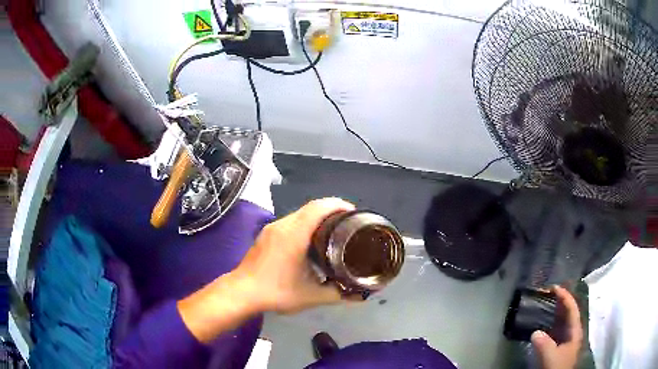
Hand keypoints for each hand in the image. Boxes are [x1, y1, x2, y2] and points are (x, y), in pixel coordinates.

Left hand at [235, 198, 354, 312]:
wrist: (242, 292)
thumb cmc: (276, 292)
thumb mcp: (311, 296)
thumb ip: (338, 294)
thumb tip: (359, 295)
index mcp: (294, 234)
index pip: (319, 207)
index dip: (338, 205)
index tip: (353, 214)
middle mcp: (282, 225)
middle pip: (310, 207)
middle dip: (331, 210)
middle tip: (347, 224)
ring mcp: (271, 228)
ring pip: (299, 214)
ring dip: (317, 217)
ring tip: (332, 231)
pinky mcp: (265, 234)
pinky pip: (290, 221)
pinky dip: (304, 224)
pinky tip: (309, 241)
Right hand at [531, 286, 583, 368]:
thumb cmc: (557, 367)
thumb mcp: (551, 357)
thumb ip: (544, 344)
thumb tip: (535, 332)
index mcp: (575, 330)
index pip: (572, 308)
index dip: (565, 296)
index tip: (554, 287)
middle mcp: (572, 331)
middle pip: (568, 311)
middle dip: (560, 300)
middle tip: (547, 292)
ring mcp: (566, 338)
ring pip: (562, 319)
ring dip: (555, 309)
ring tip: (545, 301)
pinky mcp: (559, 345)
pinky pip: (556, 328)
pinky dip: (551, 321)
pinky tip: (543, 320)